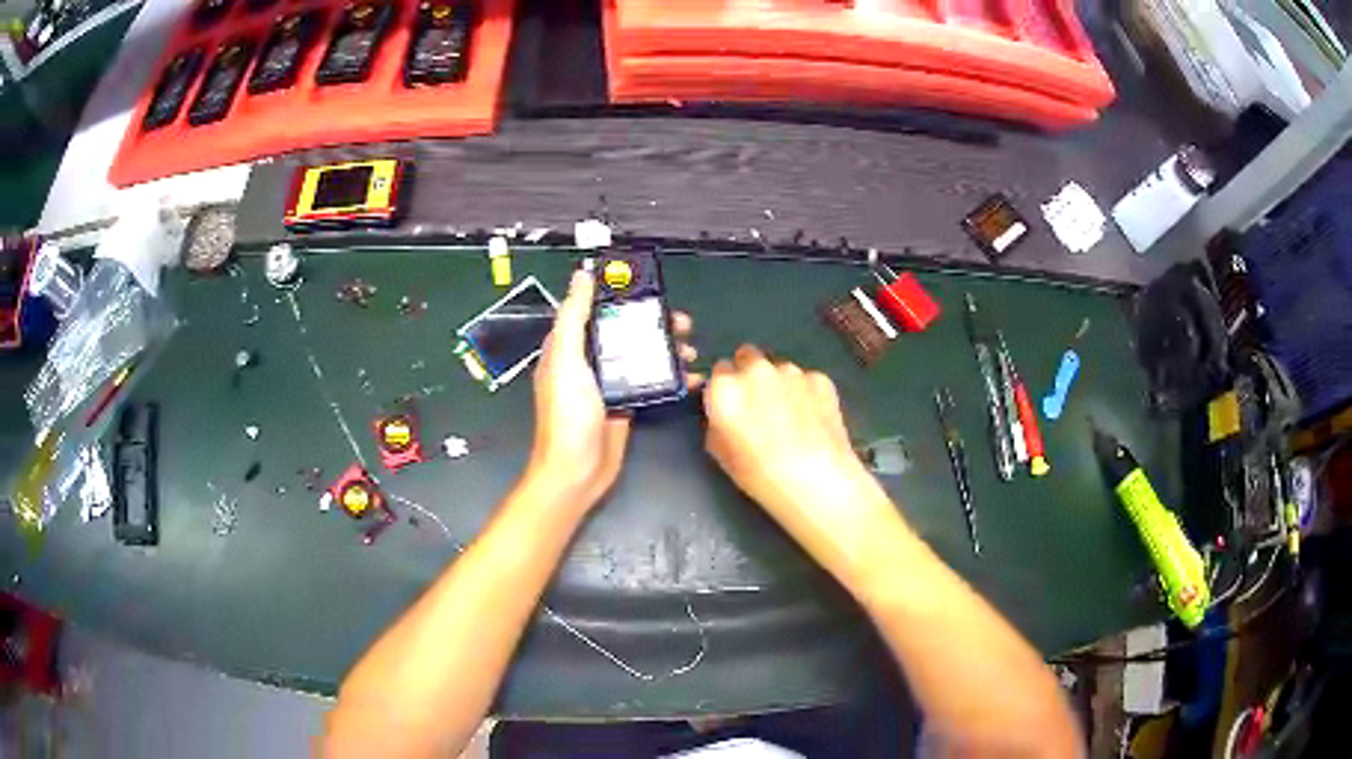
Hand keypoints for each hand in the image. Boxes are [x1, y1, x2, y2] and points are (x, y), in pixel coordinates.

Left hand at [527, 269, 696, 509]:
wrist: (577, 472)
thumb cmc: (567, 415)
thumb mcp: (566, 360)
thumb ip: (573, 318)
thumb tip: (582, 276)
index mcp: (570, 346)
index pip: (596, 309)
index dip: (622, 295)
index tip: (651, 287)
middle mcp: (589, 360)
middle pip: (625, 331)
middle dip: (654, 323)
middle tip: (683, 322)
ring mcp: (609, 384)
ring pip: (641, 355)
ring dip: (666, 348)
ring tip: (691, 349)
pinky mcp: (626, 404)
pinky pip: (650, 382)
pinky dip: (670, 376)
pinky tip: (690, 376)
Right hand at [702, 346, 901, 569]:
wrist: (816, 480)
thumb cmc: (760, 475)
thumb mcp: (721, 453)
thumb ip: (717, 422)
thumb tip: (725, 412)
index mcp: (725, 388)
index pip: (718, 371)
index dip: (725, 387)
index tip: (733, 404)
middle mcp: (756, 370)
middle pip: (747, 357)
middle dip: (750, 374)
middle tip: (760, 404)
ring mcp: (791, 371)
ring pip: (779, 368)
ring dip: (779, 383)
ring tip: (791, 417)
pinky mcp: (820, 378)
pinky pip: (806, 380)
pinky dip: (806, 393)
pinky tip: (813, 419)